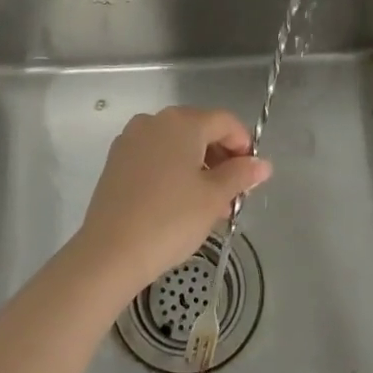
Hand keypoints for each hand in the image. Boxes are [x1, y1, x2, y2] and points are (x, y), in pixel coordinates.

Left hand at [71, 107, 270, 297]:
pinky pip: (154, 157)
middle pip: (199, 130)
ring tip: (208, 205)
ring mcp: (131, 139)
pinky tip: (178, 203)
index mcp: (182, 122)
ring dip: (197, 167)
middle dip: (220, 159)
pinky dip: (172, 171)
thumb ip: (240, 175)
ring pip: (176, 145)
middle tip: (232, 196)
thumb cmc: (170, 219)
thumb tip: (262, 165)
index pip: (224, 121)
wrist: (110, 251)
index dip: (244, 144)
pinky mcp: (116, 160)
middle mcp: (155, 120)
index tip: (251, 175)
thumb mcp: (214, 198)